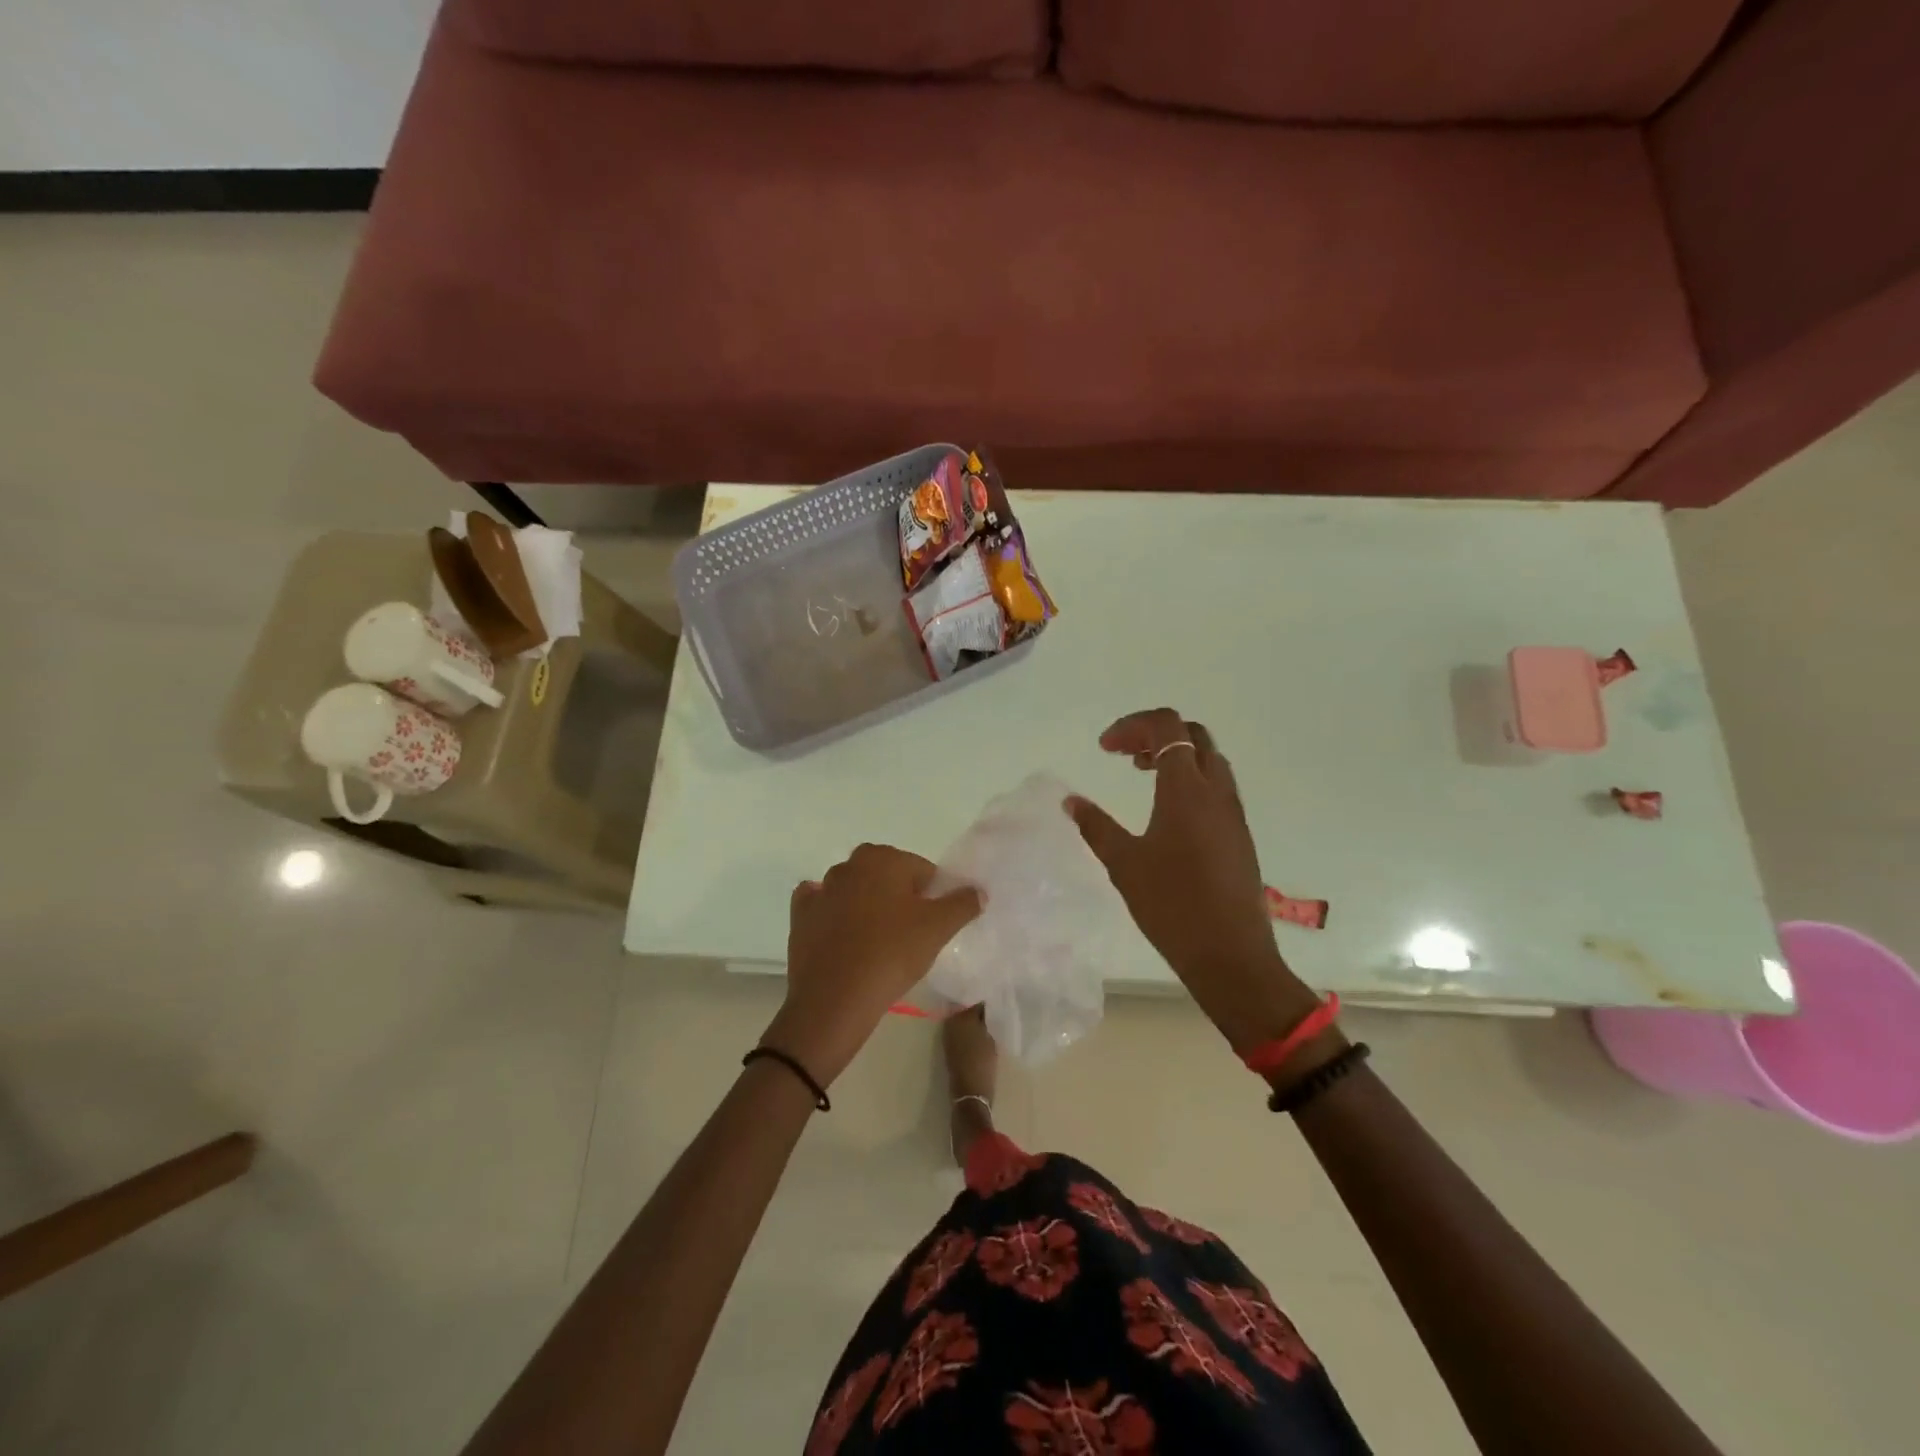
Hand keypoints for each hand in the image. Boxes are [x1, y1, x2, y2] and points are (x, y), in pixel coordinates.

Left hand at [763, 844, 981, 1086]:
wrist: (834, 999)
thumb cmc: (891, 954)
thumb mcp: (938, 929)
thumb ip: (962, 903)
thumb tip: (977, 890)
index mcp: (882, 858)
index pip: (921, 870)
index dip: (933, 896)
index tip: (934, 925)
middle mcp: (849, 865)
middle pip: (886, 877)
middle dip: (899, 898)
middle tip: (910, 935)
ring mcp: (820, 890)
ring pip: (855, 891)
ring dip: (867, 907)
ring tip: (879, 943)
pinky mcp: (800, 916)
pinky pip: (823, 908)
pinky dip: (834, 917)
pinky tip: (844, 938)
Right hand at [1069, 708, 1319, 1053]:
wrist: (1230, 954)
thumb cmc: (1171, 905)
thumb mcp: (1124, 863)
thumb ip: (1095, 826)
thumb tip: (1071, 801)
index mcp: (1186, 789)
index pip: (1166, 727)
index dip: (1132, 725)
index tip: (1104, 748)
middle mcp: (1216, 791)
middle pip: (1192, 734)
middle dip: (1155, 733)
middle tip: (1123, 754)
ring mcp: (1233, 812)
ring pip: (1208, 759)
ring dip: (1175, 755)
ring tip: (1142, 774)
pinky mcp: (1239, 834)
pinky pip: (1217, 785)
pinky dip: (1190, 778)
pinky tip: (1167, 811)